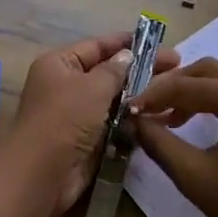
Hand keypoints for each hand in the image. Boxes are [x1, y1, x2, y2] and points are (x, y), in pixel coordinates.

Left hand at [0, 32, 180, 216]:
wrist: (41, 175)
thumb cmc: (64, 120)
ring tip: (173, 92)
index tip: (157, 41)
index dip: (127, 43)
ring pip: (114, 99)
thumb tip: (128, 55)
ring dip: (139, 96)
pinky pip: (114, 123)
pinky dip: (133, 120)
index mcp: (59, 64)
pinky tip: (160, 116)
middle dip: (140, 69)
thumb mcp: (92, 87)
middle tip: (176, 66)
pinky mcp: (87, 140)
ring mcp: (77, 114)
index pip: (97, 46)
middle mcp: (66, 85)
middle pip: (108, 72)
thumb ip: (115, 70)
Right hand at [131, 57, 217, 216]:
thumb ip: (159, 144)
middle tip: (149, 106)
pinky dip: (214, 99)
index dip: (154, 94)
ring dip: (193, 91)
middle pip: (207, 70)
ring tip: (168, 117)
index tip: (130, 108)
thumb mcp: (195, 177)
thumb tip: (135, 122)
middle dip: (174, 85)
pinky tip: (196, 121)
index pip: (187, 85)